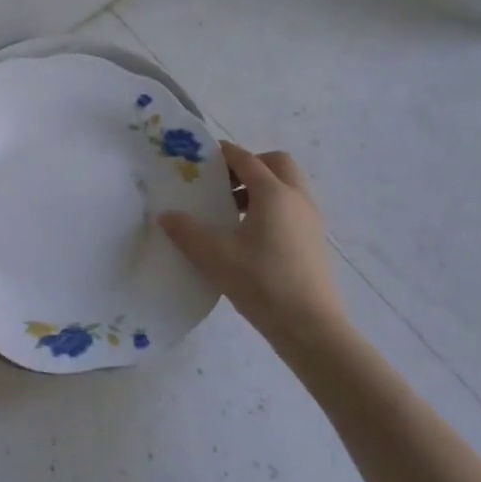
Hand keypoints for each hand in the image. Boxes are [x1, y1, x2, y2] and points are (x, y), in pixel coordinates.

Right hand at [159, 142, 344, 347]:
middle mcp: (296, 198)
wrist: (311, 328)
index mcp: (274, 193)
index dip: (223, 153)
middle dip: (250, 165)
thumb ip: (187, 232)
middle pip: (276, 164)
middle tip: (224, 184)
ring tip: (232, 212)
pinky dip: (272, 207)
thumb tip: (165, 215)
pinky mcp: (314, 241)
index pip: (246, 159)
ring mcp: (310, 220)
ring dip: (261, 188)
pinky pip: (292, 207)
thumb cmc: (262, 283)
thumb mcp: (215, 256)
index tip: (200, 158)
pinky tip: (250, 236)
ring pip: (287, 186)